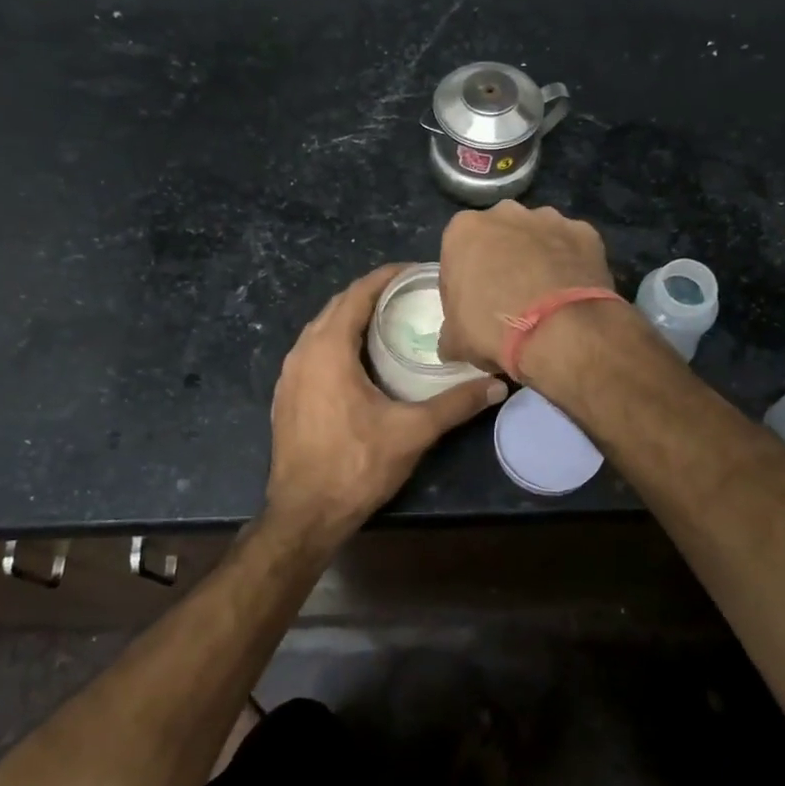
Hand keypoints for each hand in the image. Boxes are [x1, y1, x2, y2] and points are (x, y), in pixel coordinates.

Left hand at [266, 264, 506, 540]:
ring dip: (352, 318)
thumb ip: (456, 403)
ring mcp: (289, 374)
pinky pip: (312, 351)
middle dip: (371, 294)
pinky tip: (360, 359)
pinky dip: (336, 342)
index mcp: (328, 349)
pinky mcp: (286, 395)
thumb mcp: (412, 432)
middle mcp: (302, 352)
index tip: (415, 271)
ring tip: (389, 320)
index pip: (357, 294)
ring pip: (321, 329)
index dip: (386, 277)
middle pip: (337, 307)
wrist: (304, 513)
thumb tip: (498, 385)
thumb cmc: (356, 465)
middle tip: (409, 295)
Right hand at [438, 203, 614, 370]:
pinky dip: (570, 265)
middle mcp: (505, 213)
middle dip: (501, 261)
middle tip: (508, 301)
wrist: (560, 333)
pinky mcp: (585, 232)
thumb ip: (450, 332)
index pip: (457, 254)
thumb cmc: (494, 329)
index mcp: (464, 230)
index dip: (463, 283)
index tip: (472, 308)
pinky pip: (572, 248)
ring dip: (537, 259)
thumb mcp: (455, 340)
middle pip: (498, 238)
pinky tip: (572, 294)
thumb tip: (452, 342)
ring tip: (545, 299)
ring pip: (537, 238)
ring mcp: (549, 218)